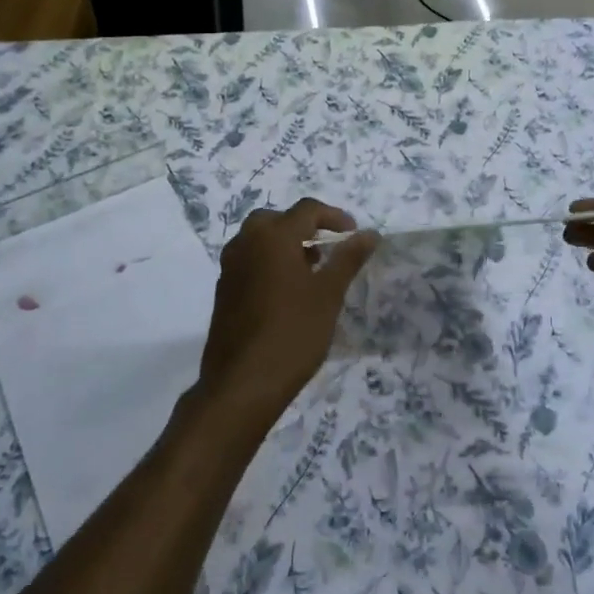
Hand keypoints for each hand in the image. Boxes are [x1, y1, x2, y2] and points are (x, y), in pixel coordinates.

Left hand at [197, 199, 377, 427]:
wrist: (242, 384)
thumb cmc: (293, 333)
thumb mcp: (328, 295)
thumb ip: (348, 259)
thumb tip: (370, 234)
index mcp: (273, 237)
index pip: (306, 210)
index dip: (334, 216)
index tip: (354, 233)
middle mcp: (246, 243)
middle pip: (276, 219)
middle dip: (303, 227)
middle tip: (326, 246)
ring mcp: (229, 268)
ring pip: (258, 240)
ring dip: (284, 244)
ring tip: (311, 269)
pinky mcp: (223, 291)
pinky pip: (248, 262)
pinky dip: (269, 263)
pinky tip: (286, 292)